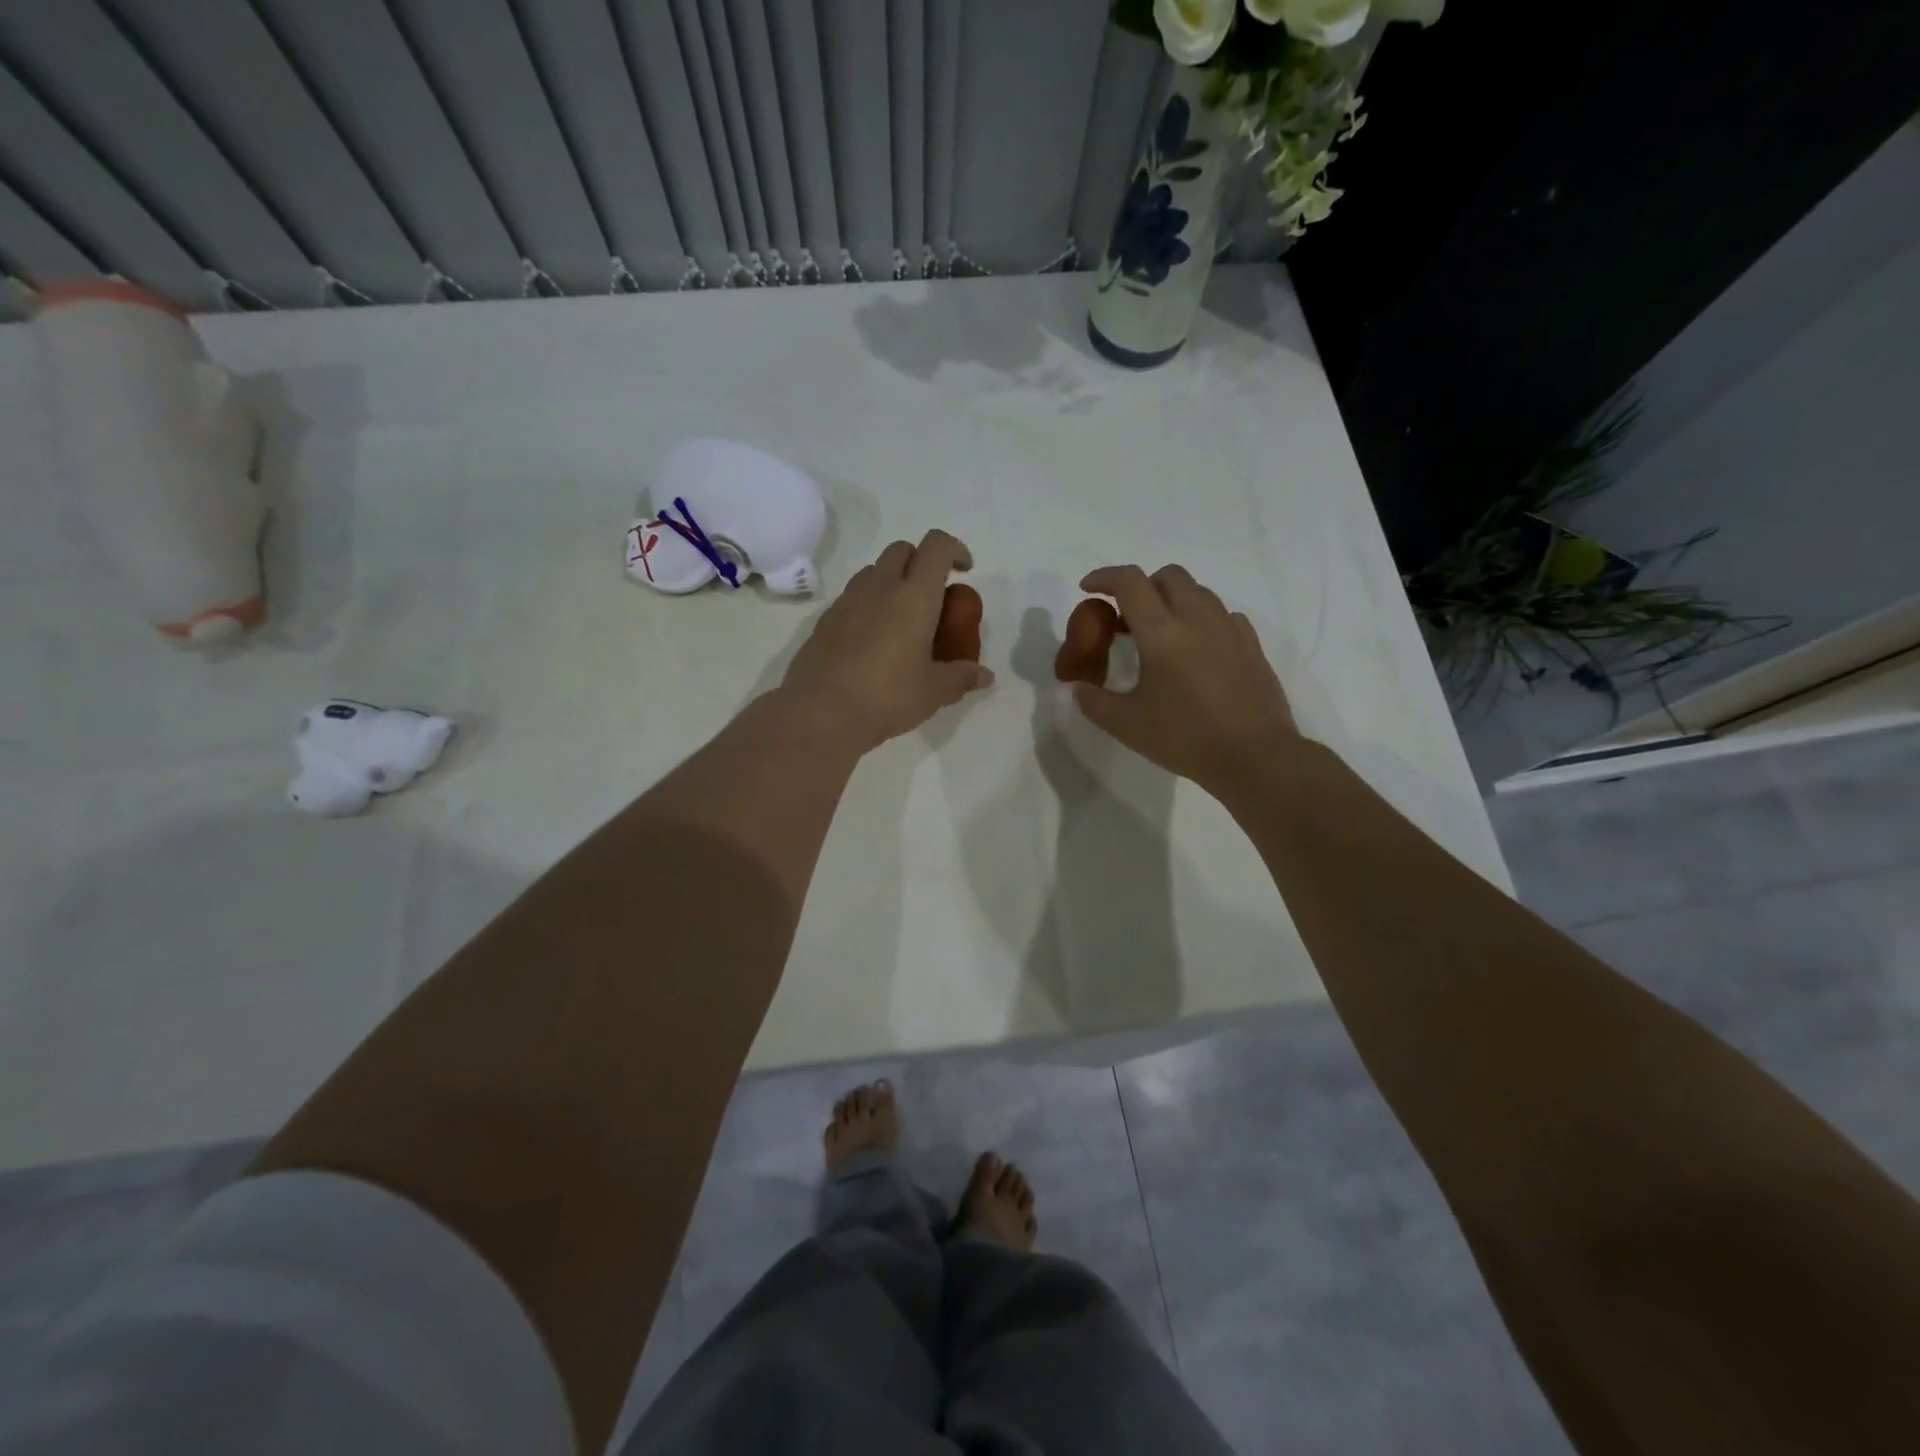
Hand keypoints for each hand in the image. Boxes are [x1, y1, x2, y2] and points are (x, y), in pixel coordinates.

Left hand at [780, 531, 994, 752]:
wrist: (820, 712)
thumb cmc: (887, 696)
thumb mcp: (934, 692)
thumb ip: (961, 677)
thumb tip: (985, 676)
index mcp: (915, 596)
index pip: (936, 546)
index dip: (955, 549)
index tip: (965, 571)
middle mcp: (880, 587)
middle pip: (902, 550)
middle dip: (922, 561)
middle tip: (933, 596)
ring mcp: (848, 600)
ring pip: (874, 571)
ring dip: (893, 581)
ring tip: (903, 618)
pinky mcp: (825, 619)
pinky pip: (853, 597)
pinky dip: (869, 604)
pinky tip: (874, 640)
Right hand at [1071, 564, 1299, 796]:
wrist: (1254, 757)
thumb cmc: (1185, 738)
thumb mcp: (1127, 726)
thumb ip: (1094, 702)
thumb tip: (1078, 688)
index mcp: (1162, 632)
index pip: (1129, 582)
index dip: (1104, 577)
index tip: (1088, 589)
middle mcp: (1197, 618)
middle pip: (1168, 576)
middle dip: (1142, 586)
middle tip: (1126, 618)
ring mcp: (1229, 628)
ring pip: (1198, 591)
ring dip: (1172, 600)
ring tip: (1160, 634)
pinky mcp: (1251, 644)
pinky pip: (1222, 614)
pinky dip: (1201, 619)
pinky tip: (1196, 649)